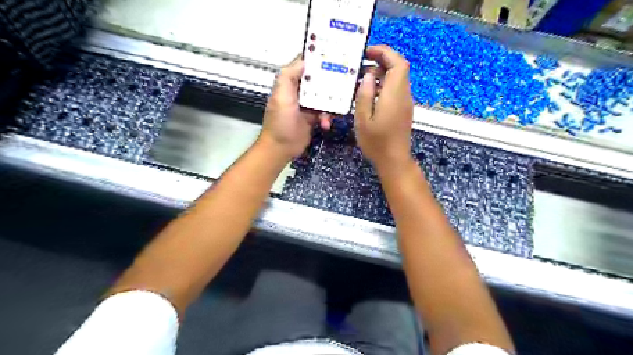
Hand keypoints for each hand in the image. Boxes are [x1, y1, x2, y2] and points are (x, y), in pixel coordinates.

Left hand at [260, 57, 332, 158]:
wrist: (281, 148)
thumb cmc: (280, 122)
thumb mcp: (281, 96)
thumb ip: (289, 76)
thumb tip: (304, 60)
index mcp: (290, 83)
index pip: (306, 66)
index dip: (318, 59)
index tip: (335, 55)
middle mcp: (300, 91)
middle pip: (319, 80)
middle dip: (330, 82)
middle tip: (345, 82)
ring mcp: (307, 105)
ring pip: (325, 97)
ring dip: (330, 103)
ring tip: (331, 110)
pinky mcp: (313, 117)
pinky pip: (325, 112)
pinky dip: (327, 117)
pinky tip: (325, 124)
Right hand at [355, 46, 415, 173]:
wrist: (394, 160)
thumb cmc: (376, 142)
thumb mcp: (363, 120)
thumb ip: (364, 95)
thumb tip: (368, 75)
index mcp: (394, 95)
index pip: (398, 63)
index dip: (385, 52)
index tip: (368, 52)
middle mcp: (403, 95)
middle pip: (399, 68)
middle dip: (381, 61)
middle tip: (360, 66)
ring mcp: (405, 102)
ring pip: (397, 78)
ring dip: (381, 74)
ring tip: (361, 80)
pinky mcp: (403, 109)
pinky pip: (396, 89)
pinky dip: (384, 85)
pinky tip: (370, 94)